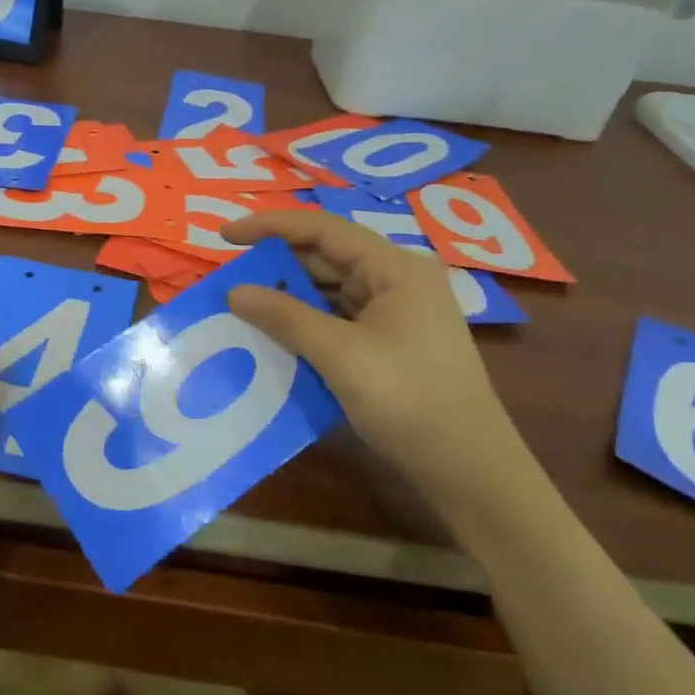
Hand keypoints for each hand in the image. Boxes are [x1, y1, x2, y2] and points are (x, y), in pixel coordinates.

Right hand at [220, 212, 541, 531]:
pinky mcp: (392, 341)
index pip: (322, 229)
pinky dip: (307, 321)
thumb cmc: (407, 400)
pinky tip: (278, 334)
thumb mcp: (339, 355)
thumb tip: (234, 291)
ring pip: (331, 288)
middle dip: (278, 264)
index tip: (225, 236)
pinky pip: (340, 317)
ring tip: (245, 304)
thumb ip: (284, 316)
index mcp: (395, 268)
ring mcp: (398, 312)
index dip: (270, 226)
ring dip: (290, 295)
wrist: (469, 469)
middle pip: (327, 256)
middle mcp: (398, 280)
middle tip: (230, 277)